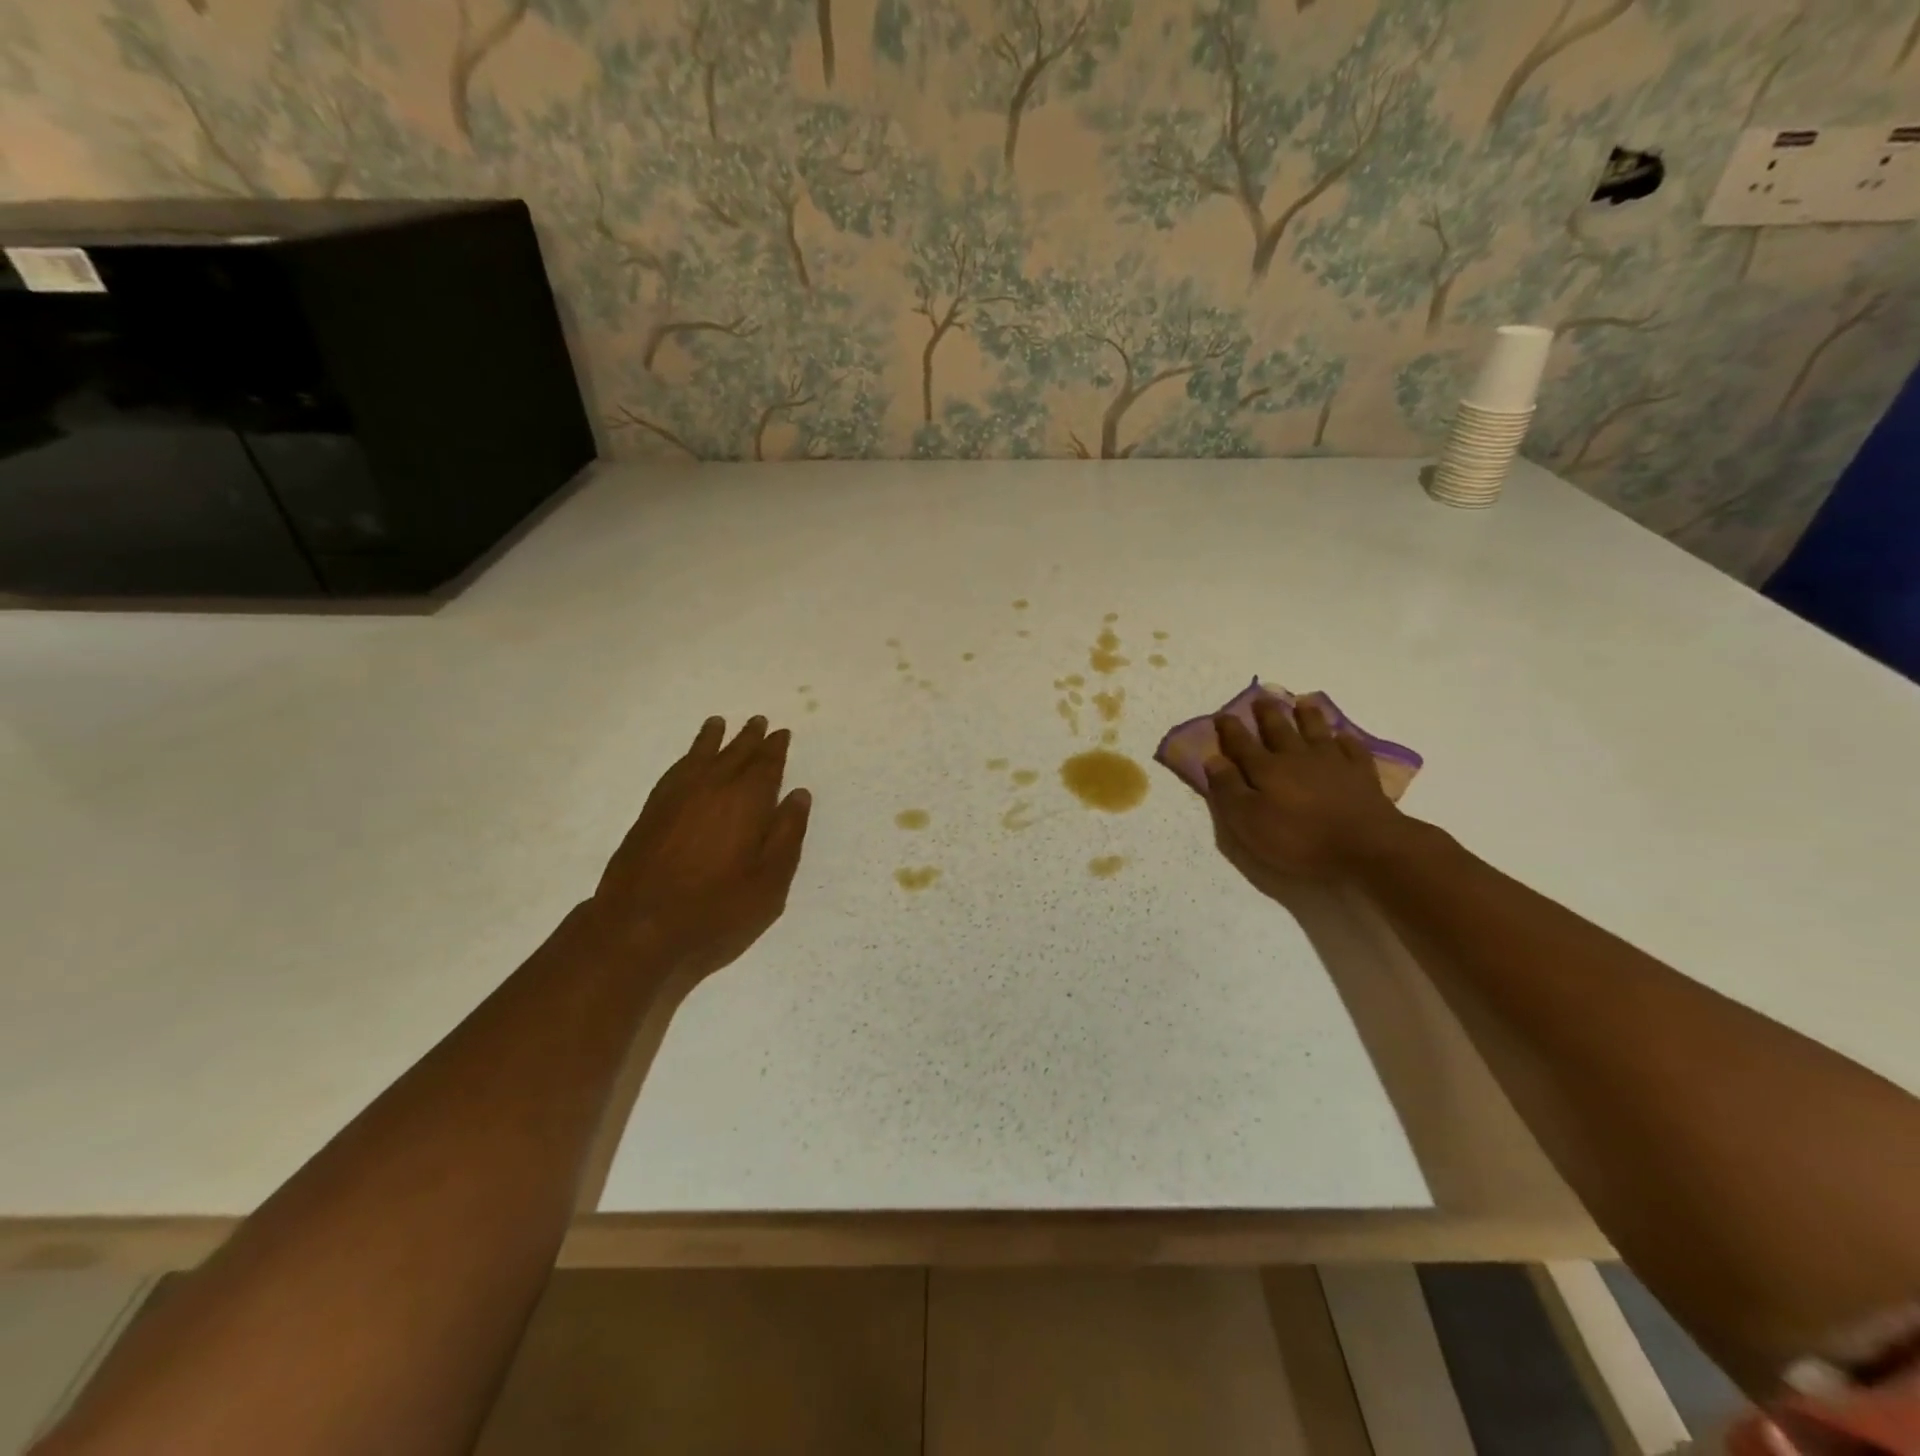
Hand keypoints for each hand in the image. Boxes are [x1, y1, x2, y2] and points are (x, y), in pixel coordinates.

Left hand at [588, 715, 811, 982]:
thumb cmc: (716, 910)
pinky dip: (685, 758)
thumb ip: (787, 835)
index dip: (775, 749)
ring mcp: (676, 798)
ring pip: (700, 757)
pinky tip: (688, 761)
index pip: (766, 766)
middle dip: (749, 738)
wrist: (638, 929)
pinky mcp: (651, 812)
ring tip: (719, 723)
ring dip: (713, 739)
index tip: (781, 733)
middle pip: (734, 754)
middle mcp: (712, 788)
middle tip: (759, 721)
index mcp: (746, 802)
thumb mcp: (770, 882)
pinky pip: (674, 771)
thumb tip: (799, 795)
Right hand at [1204, 697, 1411, 886]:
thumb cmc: (1299, 838)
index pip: (1241, 744)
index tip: (1221, 715)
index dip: (1229, 730)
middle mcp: (1296, 757)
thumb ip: (1228, 789)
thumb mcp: (1248, 821)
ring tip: (1302, 702)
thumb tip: (1212, 759)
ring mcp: (1332, 762)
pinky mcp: (1361, 773)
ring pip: (1316, 731)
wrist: (1366, 845)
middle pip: (1279, 729)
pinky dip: (1345, 739)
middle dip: (1267, 714)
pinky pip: (1352, 748)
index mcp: (1266, 769)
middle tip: (1261, 698)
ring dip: (1307, 716)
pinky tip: (1343, 735)